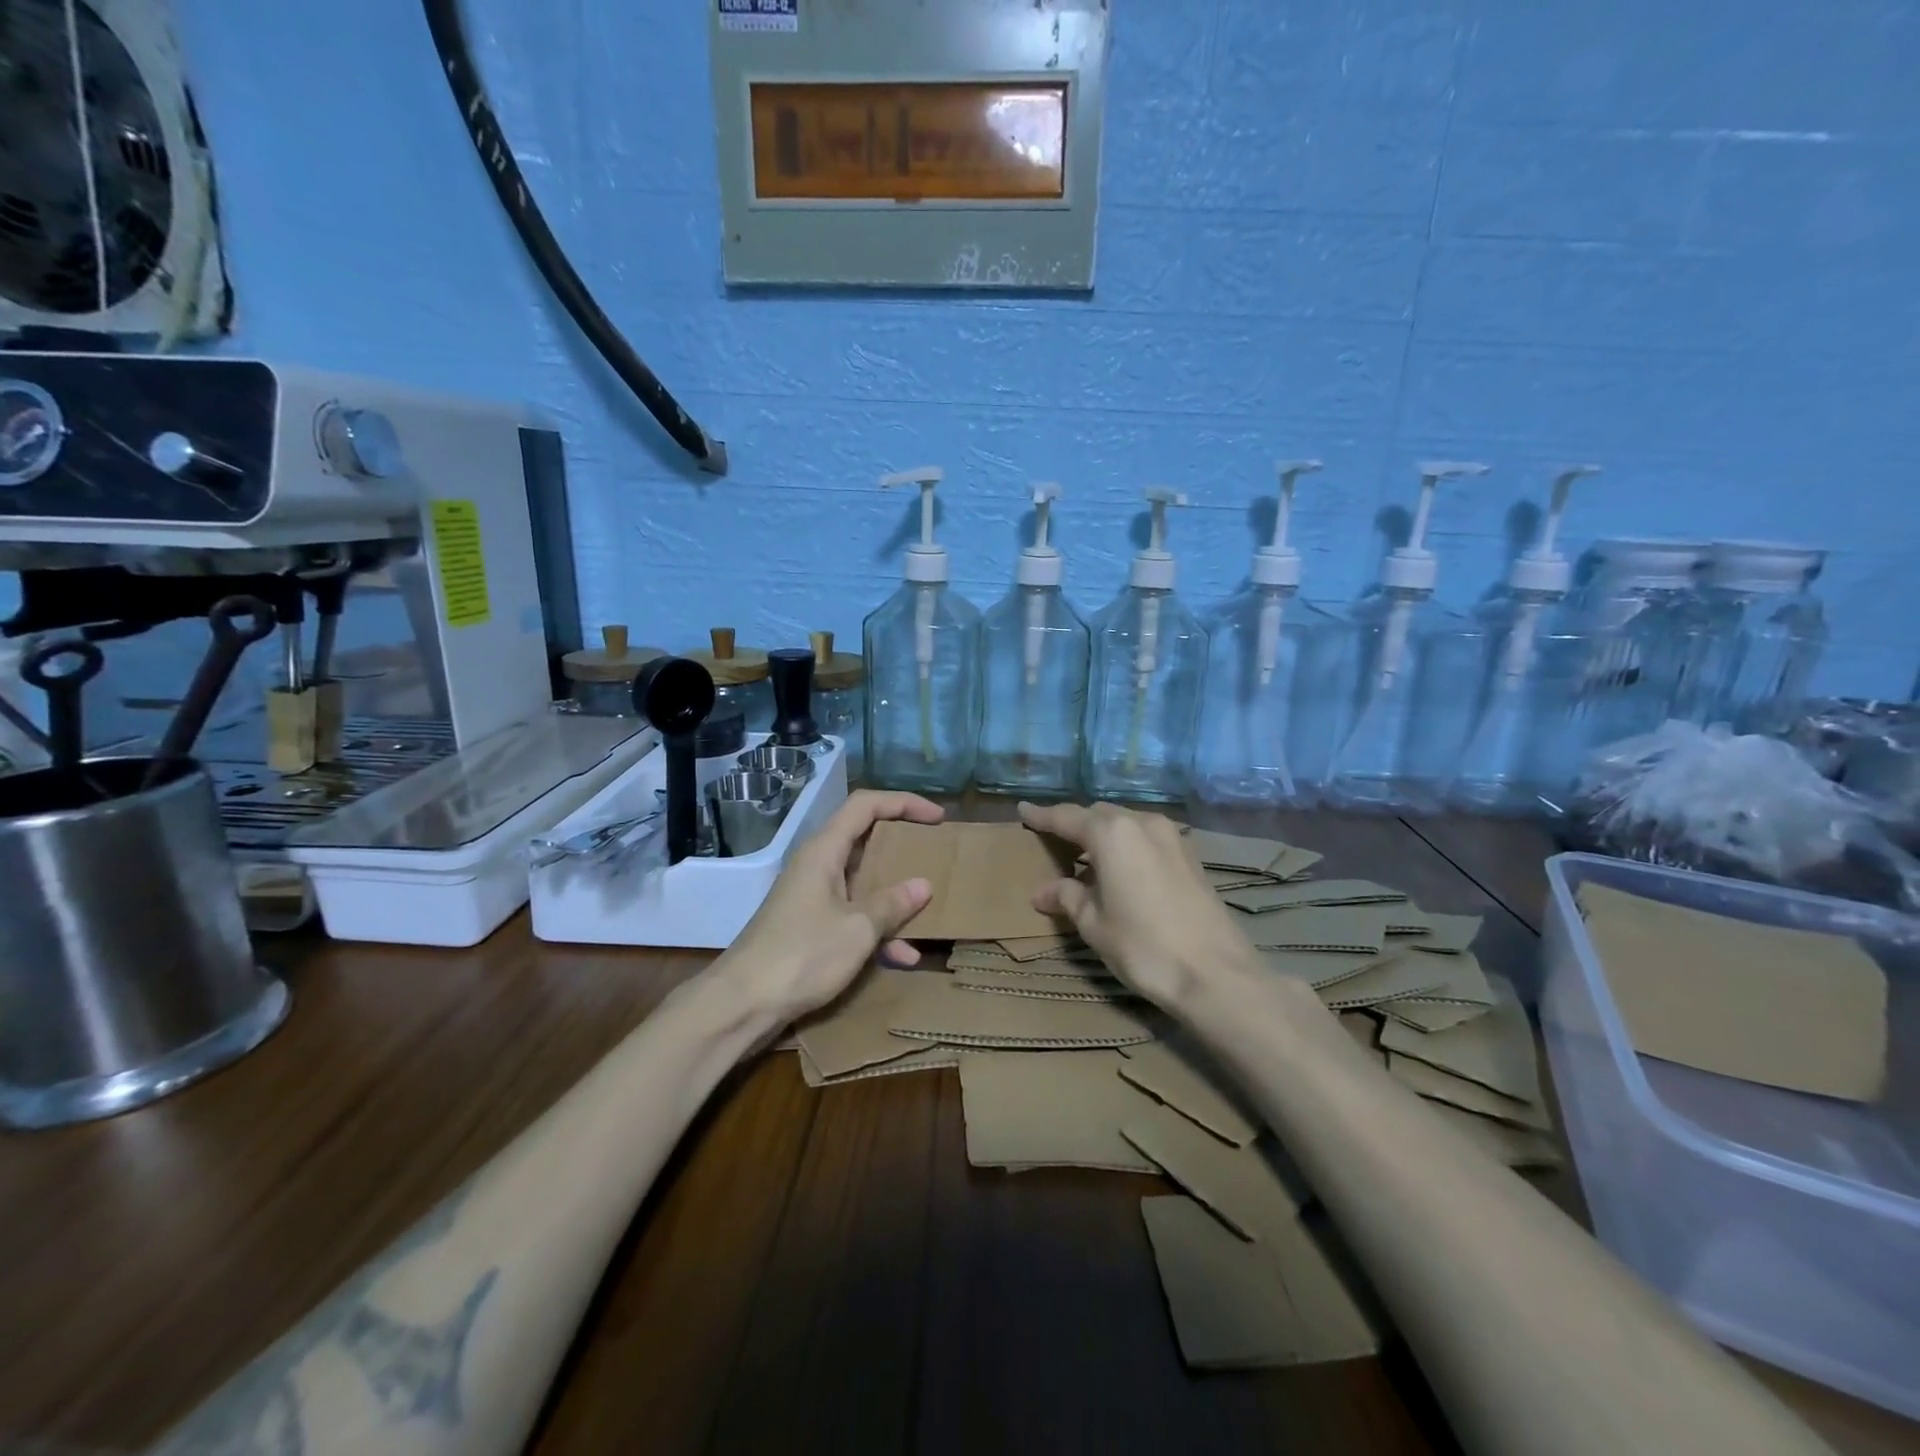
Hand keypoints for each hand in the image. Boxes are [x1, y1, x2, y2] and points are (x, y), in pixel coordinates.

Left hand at [717, 790, 943, 1023]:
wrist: (742, 1003)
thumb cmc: (802, 955)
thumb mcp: (858, 929)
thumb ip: (892, 904)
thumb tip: (923, 885)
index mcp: (824, 850)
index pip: (866, 805)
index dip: (903, 803)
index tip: (937, 818)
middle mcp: (817, 865)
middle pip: (864, 839)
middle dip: (902, 847)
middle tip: (934, 854)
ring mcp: (812, 897)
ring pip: (861, 881)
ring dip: (893, 895)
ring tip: (929, 910)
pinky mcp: (809, 926)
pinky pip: (852, 915)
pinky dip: (877, 929)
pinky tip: (903, 957)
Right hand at [1018, 801, 1263, 1009]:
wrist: (1216, 974)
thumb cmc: (1144, 947)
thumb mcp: (1094, 924)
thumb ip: (1067, 898)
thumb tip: (1042, 892)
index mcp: (1112, 834)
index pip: (1067, 817)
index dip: (1042, 816)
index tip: (1023, 810)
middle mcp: (1142, 823)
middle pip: (1098, 815)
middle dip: (1074, 825)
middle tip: (1052, 841)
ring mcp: (1172, 837)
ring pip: (1126, 824)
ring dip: (1103, 836)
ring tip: (1085, 859)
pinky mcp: (1190, 855)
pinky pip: (1147, 838)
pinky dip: (1127, 846)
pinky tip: (1120, 871)